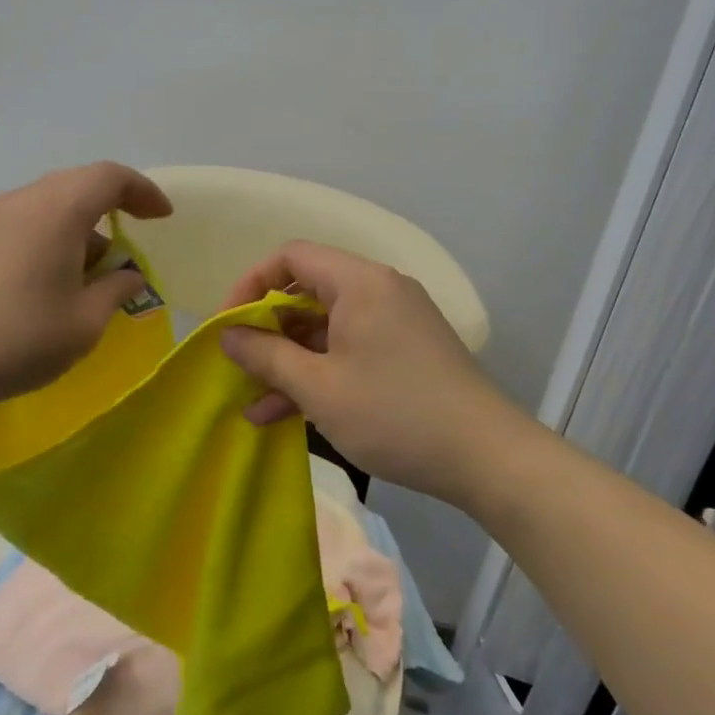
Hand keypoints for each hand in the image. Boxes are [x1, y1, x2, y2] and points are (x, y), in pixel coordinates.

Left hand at [0, 162, 172, 413]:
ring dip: (86, 224)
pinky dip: (59, 233)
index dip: (143, 192)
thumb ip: (117, 289)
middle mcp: (28, 199)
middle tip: (137, 236)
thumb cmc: (21, 338)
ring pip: (56, 201)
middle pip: (82, 183)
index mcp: (60, 209)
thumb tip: (130, 276)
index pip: (111, 177)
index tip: (163, 217)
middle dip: (116, 204)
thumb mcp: (86, 321)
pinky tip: (61, 275)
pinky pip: (33, 217)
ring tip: (99, 270)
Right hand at [219, 242, 519, 504]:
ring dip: (290, 359)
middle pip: (308, 291)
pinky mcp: (405, 351)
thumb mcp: (319, 388)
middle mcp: (379, 290)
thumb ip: (266, 355)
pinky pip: (350, 348)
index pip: (291, 256)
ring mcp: (395, 321)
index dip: (251, 285)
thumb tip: (227, 335)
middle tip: (239, 364)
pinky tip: (288, 413)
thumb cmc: (394, 413)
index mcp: (359, 282)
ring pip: (326, 327)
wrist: (487, 458)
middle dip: (268, 329)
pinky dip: (320, 371)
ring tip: (254, 401)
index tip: (228, 325)